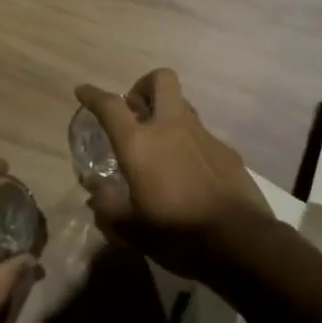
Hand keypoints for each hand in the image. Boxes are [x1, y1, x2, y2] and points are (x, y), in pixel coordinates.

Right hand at [74, 70, 269, 280]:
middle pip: (161, 80)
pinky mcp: (227, 151)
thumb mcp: (129, 227)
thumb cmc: (175, 232)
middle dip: (144, 86)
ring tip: (160, 144)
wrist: (239, 242)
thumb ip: (106, 203)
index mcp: (140, 143)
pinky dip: (189, 143)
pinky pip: (202, 135)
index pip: (110, 106)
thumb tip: (95, 188)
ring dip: (167, 114)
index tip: (83, 91)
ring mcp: (203, 136)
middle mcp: (171, 128)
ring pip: (183, 105)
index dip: (93, 95)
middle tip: (134, 110)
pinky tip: (187, 172)